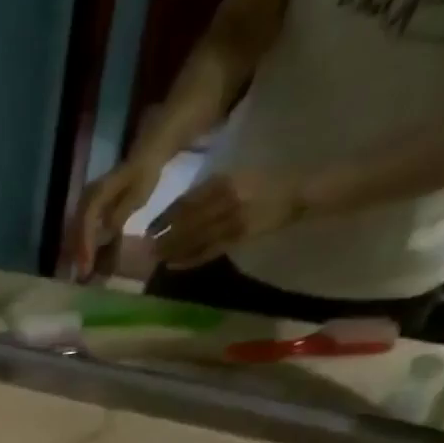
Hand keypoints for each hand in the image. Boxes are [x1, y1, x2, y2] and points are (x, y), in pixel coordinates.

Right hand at [71, 151, 169, 278]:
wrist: (143, 160)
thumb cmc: (142, 177)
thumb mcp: (136, 195)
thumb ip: (120, 213)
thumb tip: (106, 232)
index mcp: (96, 195)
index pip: (86, 223)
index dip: (85, 245)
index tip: (86, 265)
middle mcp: (84, 200)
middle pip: (76, 231)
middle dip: (78, 254)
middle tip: (82, 275)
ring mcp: (84, 205)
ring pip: (75, 232)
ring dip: (78, 252)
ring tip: (83, 270)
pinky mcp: (87, 210)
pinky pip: (81, 230)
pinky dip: (82, 245)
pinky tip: (86, 258)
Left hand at [153, 170, 303, 268]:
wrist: (297, 192)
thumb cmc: (262, 182)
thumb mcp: (233, 177)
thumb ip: (207, 191)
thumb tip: (175, 211)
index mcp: (221, 181)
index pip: (184, 203)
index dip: (164, 218)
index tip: (149, 229)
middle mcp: (224, 200)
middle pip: (185, 223)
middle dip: (164, 238)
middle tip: (146, 250)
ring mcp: (232, 220)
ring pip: (194, 239)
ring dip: (173, 251)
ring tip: (156, 259)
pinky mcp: (239, 237)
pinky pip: (209, 251)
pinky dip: (190, 259)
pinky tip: (174, 265)